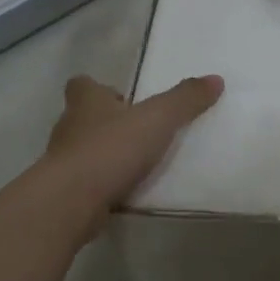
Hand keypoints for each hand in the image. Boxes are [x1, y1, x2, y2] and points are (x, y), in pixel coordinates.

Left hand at [43, 74, 224, 235]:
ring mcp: (63, 161)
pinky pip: (87, 182)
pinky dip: (103, 184)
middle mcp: (69, 126)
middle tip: (138, 132)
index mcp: (86, 102)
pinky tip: (126, 192)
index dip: (99, 89)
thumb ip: (185, 100)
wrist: (71, 201)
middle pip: (84, 118)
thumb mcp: (157, 119)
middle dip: (107, 123)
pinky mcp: (66, 192)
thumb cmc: (111, 148)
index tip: (123, 99)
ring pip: (84, 151)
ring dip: (105, 155)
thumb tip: (215, 79)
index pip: (83, 84)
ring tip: (137, 164)